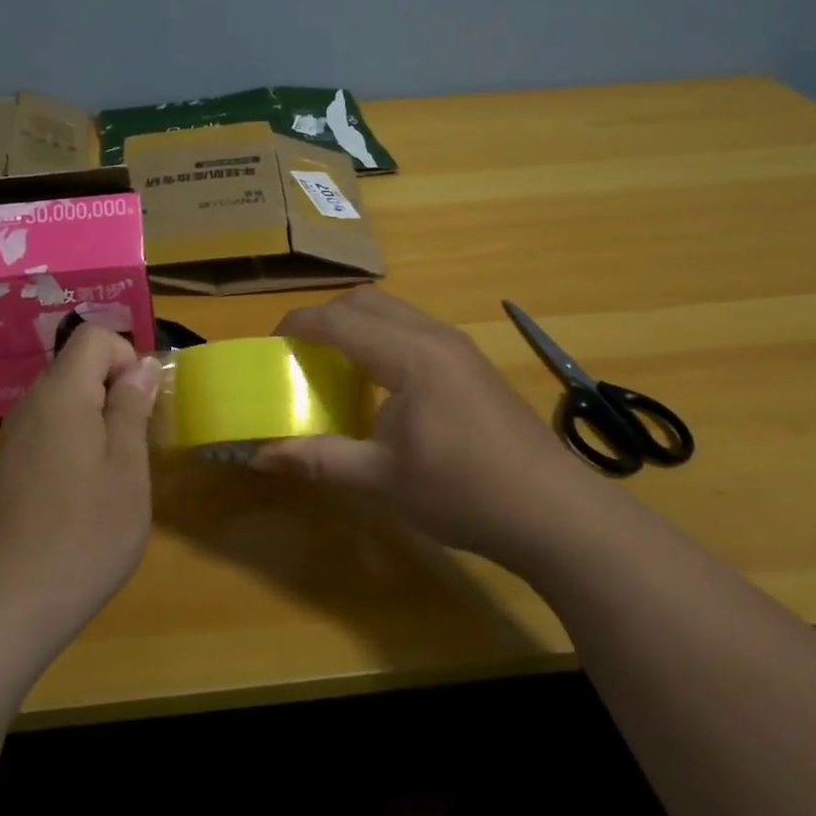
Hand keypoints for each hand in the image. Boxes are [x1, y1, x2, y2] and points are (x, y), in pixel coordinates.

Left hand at [0, 326, 160, 647]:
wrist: (17, 598)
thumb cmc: (87, 529)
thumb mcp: (127, 464)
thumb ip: (132, 406)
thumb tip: (142, 365)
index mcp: (62, 393)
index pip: (94, 337)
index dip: (126, 357)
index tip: (143, 404)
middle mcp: (32, 402)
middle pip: (78, 364)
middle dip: (115, 387)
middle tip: (138, 437)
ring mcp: (18, 433)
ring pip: (66, 396)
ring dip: (98, 414)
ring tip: (117, 465)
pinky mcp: (14, 462)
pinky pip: (52, 425)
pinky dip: (77, 436)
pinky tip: (88, 485)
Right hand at [254, 289, 592, 563]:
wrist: (556, 514)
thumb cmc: (464, 493)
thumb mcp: (382, 480)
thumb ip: (319, 459)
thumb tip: (259, 456)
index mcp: (410, 356)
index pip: (340, 320)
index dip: (299, 325)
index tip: (271, 345)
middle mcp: (434, 336)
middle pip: (367, 301)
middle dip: (326, 317)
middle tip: (300, 353)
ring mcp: (459, 347)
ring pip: (394, 311)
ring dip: (357, 324)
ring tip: (334, 363)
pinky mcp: (472, 363)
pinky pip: (414, 328)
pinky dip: (383, 337)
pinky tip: (381, 382)